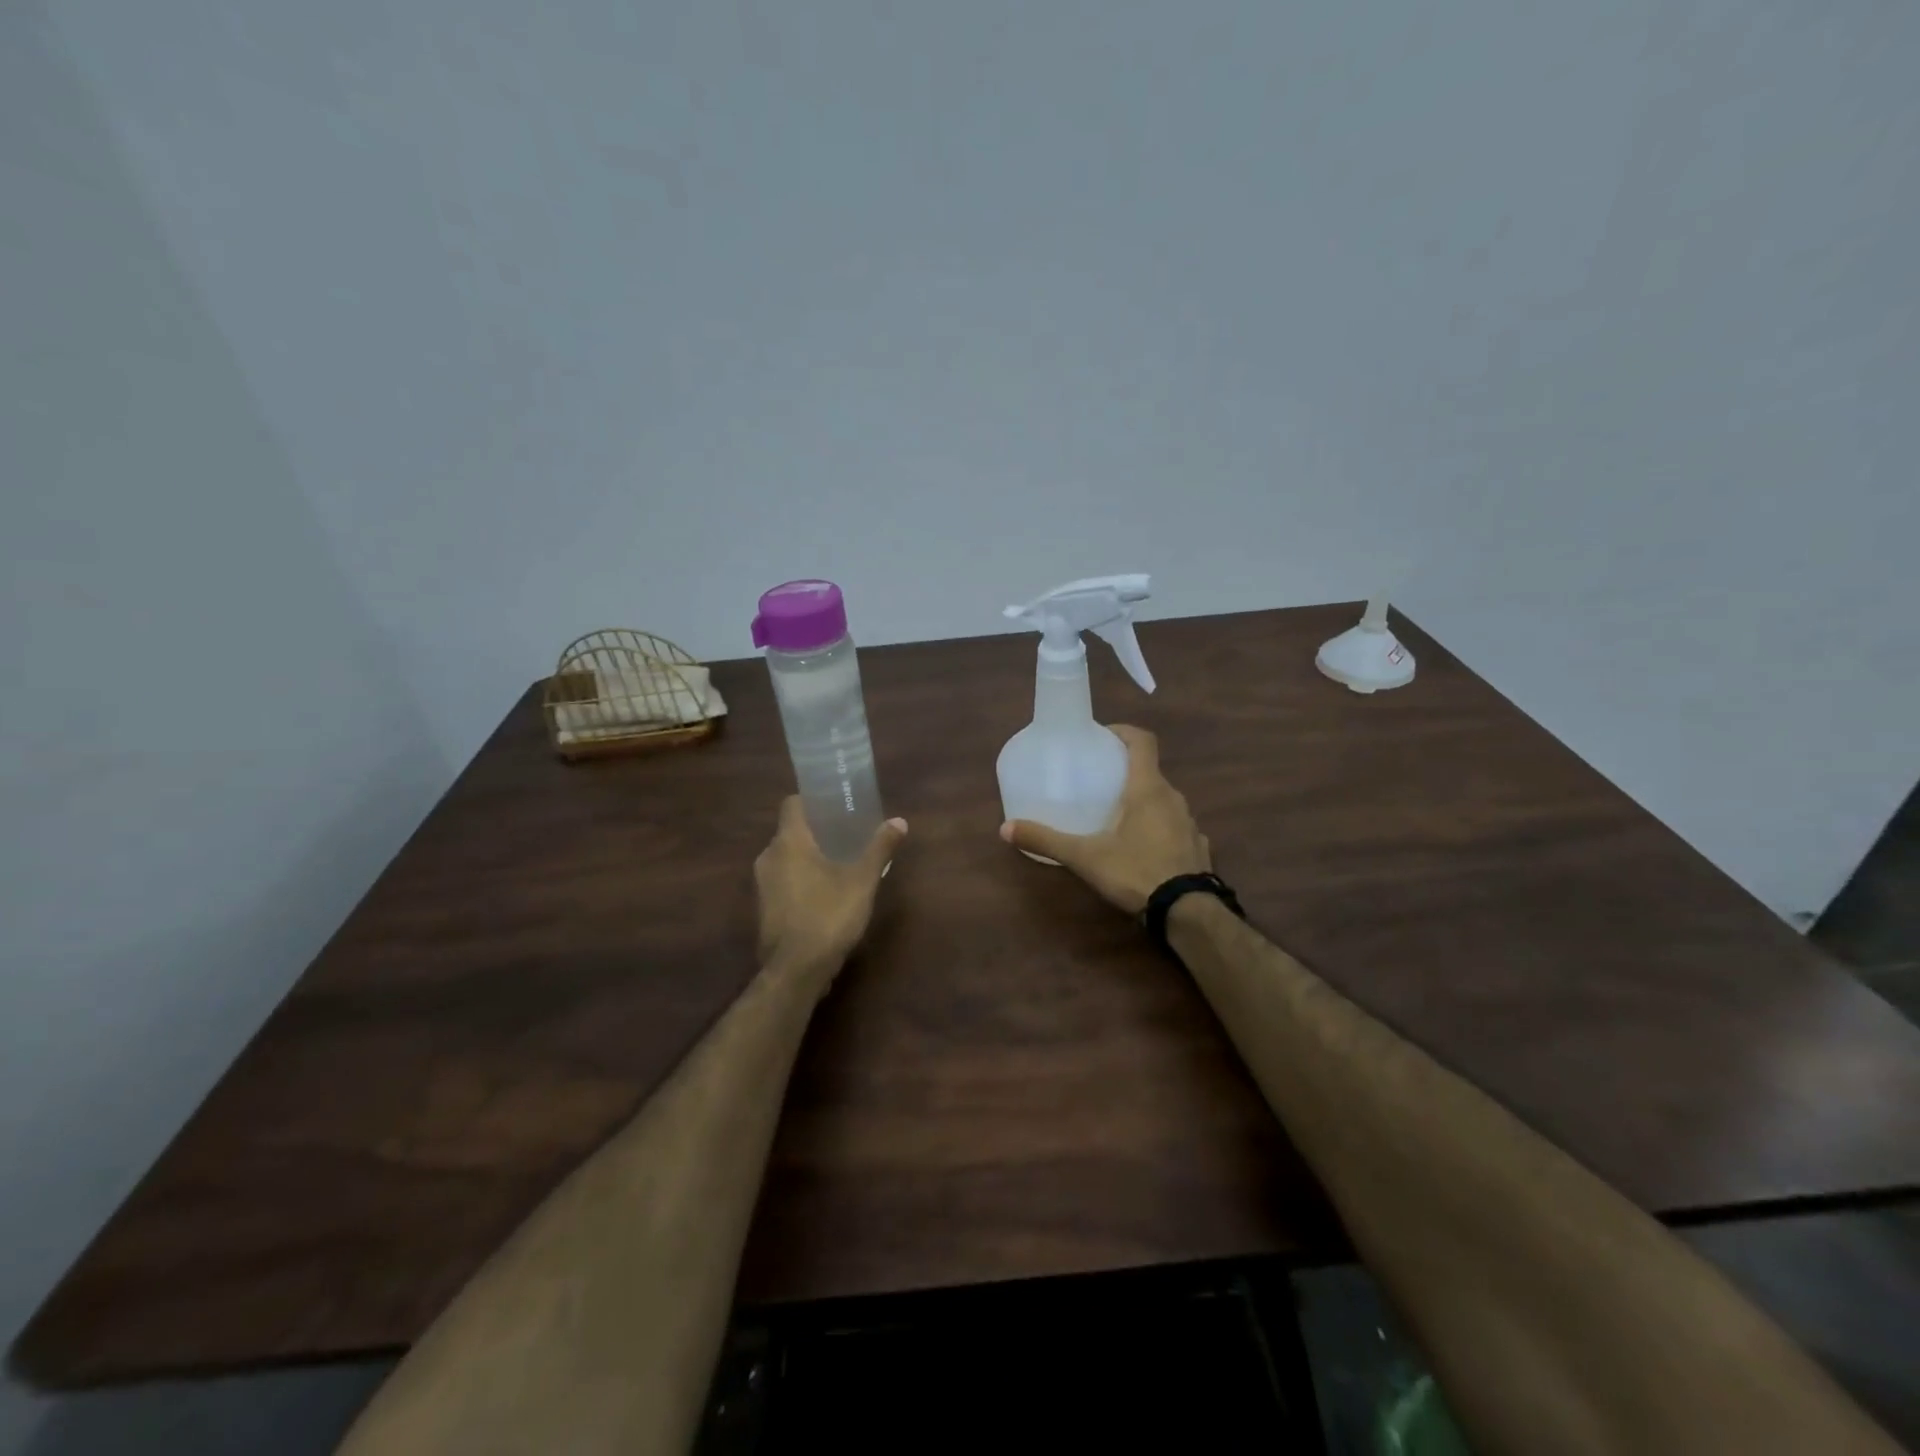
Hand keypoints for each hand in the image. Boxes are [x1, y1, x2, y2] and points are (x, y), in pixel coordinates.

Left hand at [755, 797, 907, 988]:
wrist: (795, 971)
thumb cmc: (828, 916)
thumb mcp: (862, 881)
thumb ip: (879, 848)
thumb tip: (899, 821)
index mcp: (789, 842)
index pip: (792, 804)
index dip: (812, 800)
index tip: (835, 803)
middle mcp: (768, 857)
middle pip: (790, 831)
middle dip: (816, 830)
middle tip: (846, 832)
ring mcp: (762, 885)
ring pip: (785, 857)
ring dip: (807, 856)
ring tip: (839, 861)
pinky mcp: (763, 909)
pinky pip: (782, 880)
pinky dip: (800, 878)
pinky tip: (824, 891)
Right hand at [1000, 725, 1209, 913]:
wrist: (1188, 912)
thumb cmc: (1136, 872)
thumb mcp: (1085, 857)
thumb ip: (1046, 840)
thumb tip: (1005, 828)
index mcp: (1148, 789)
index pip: (1143, 741)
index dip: (1123, 732)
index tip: (1102, 737)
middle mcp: (1174, 798)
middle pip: (1150, 772)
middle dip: (1125, 772)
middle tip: (1099, 783)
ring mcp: (1190, 823)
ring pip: (1164, 801)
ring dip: (1143, 802)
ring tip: (1117, 817)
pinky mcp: (1198, 847)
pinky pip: (1176, 827)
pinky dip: (1159, 828)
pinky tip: (1143, 849)